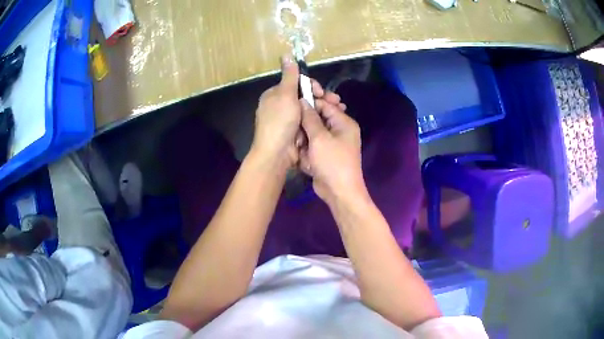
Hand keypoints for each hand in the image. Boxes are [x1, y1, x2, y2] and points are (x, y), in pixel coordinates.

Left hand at [252, 55, 345, 171]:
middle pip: (305, 96)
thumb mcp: (284, 95)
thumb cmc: (279, 121)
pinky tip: (333, 120)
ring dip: (324, 107)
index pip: (296, 83)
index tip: (320, 91)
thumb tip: (286, 54)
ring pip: (309, 109)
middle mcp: (281, 106)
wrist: (276, 154)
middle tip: (337, 101)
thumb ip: (289, 75)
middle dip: (321, 97)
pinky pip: (310, 121)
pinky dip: (321, 119)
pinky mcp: (296, 132)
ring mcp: (289, 120)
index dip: (310, 85)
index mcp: (275, 95)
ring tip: (340, 109)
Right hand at [299, 97, 365, 203]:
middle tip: (297, 132)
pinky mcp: (325, 154)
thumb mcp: (319, 137)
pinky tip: (304, 159)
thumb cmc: (332, 162)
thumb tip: (303, 100)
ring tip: (301, 149)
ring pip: (312, 133)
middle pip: (318, 119)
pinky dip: (307, 151)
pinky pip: (313, 146)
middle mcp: (339, 130)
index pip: (325, 104)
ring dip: (305, 140)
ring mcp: (332, 143)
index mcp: (343, 122)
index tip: (293, 104)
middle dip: (305, 126)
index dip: (310, 103)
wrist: (339, 192)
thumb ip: (310, 117)